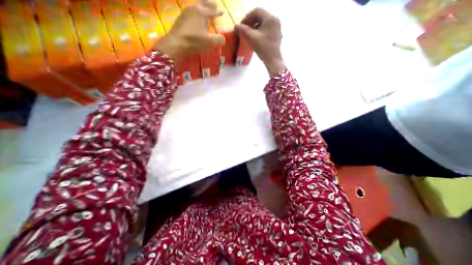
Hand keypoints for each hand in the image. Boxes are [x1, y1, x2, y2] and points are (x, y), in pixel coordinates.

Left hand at [152, 0, 223, 59]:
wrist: (177, 41)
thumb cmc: (195, 40)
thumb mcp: (209, 42)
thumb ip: (218, 39)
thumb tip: (224, 39)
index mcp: (203, 13)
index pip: (213, 11)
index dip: (218, 12)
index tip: (222, 12)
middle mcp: (195, 8)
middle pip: (204, 3)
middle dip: (210, 3)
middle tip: (214, 4)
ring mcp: (187, 11)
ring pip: (197, 5)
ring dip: (202, 6)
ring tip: (205, 8)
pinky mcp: (181, 16)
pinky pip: (191, 10)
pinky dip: (196, 10)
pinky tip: (195, 15)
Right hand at [236, 8, 283, 75]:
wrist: (273, 60)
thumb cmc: (263, 49)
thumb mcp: (252, 38)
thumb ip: (243, 30)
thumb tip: (236, 26)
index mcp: (270, 18)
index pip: (256, 11)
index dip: (247, 17)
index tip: (241, 26)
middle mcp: (275, 20)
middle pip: (260, 16)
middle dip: (251, 22)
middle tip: (244, 30)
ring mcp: (277, 28)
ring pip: (263, 23)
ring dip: (254, 26)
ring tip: (249, 34)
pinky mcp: (276, 34)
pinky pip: (266, 29)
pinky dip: (259, 31)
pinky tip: (255, 38)